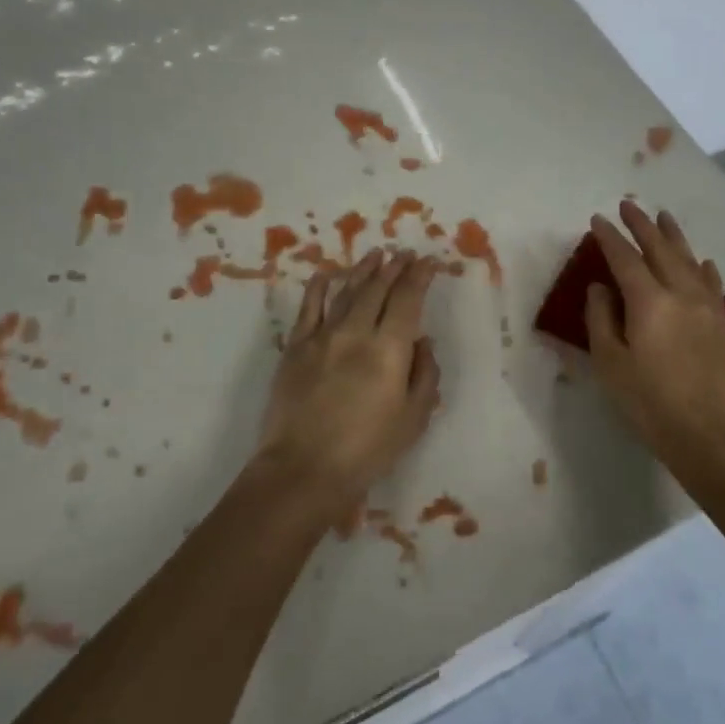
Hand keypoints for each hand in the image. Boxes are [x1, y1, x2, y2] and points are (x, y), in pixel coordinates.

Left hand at [259, 250, 441, 527]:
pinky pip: (309, 307)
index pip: (408, 299)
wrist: (303, 470)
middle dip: (394, 267)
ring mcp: (322, 336)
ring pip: (346, 291)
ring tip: (376, 253)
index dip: (419, 276)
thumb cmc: (367, 450)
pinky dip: (319, 286)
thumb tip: (423, 341)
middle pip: (378, 288)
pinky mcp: (295, 347)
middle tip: (405, 254)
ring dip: (363, 270)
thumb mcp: (413, 418)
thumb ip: (424, 374)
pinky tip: (326, 274)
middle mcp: (356, 332)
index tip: (428, 262)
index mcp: (389, 349)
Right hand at [585, 201, 724, 455]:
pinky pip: (712, 284)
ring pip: (689, 260)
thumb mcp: (610, 361)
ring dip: (674, 236)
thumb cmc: (648, 401)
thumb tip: (601, 287)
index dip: (609, 237)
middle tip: (629, 205)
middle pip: (660, 249)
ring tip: (663, 216)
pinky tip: (702, 261)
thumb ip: (601, 318)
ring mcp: (706, 306)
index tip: (597, 219)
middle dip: (642, 225)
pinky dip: (704, 268)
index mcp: (648, 301)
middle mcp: (680, 293)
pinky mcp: (721, 323)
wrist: (706, 433)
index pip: (624, 258)